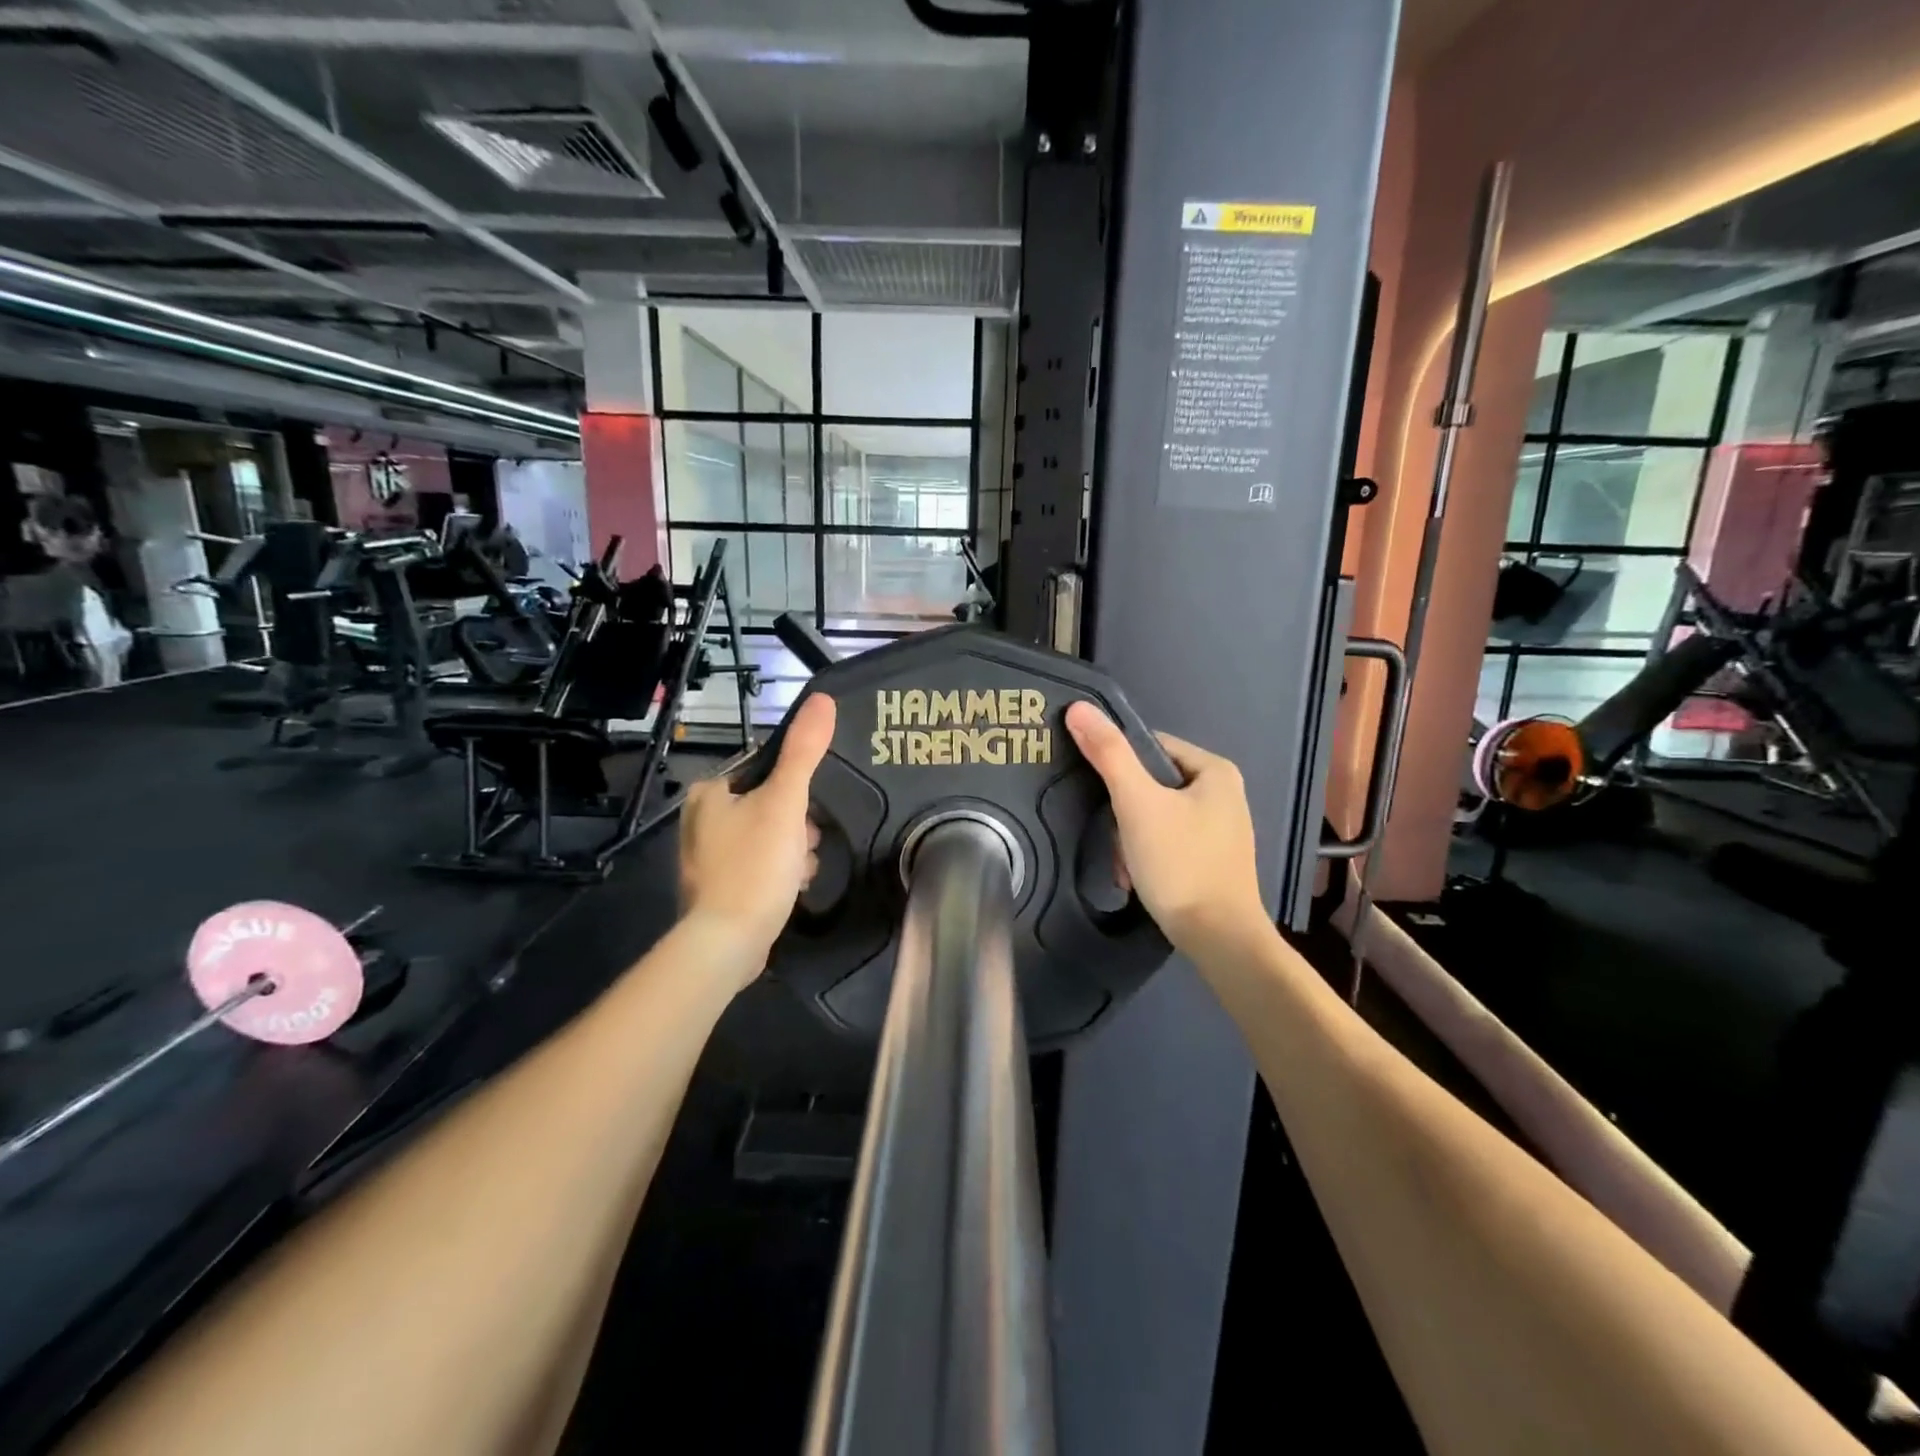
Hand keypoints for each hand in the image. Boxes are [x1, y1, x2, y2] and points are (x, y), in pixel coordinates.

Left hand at [678, 693, 836, 983]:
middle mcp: (700, 820)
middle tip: (805, 845)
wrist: (729, 942)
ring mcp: (707, 857)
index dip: (796, 789)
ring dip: (794, 851)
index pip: (766, 771)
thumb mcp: (786, 802)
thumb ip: (804, 751)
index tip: (809, 812)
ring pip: (770, 837)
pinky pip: (761, 865)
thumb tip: (822, 698)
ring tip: (799, 871)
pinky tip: (790, 888)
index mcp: (709, 793)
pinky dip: (779, 873)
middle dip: (798, 826)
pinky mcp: (719, 887)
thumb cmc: (755, 864)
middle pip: (771, 805)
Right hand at [1064, 702, 1267, 955]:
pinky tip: (1137, 879)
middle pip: (1151, 784)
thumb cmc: (1180, 863)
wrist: (1219, 939)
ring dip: (1130, 839)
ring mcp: (1220, 829)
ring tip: (1125, 866)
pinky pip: (1168, 841)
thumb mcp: (1137, 804)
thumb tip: (1078, 707)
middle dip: (1124, 814)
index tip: (1100, 796)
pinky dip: (1147, 856)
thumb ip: (1108, 753)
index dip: (1118, 767)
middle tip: (1116, 841)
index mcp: (1215, 770)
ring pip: (1155, 816)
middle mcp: (1224, 793)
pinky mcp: (1213, 859)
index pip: (1150, 747)